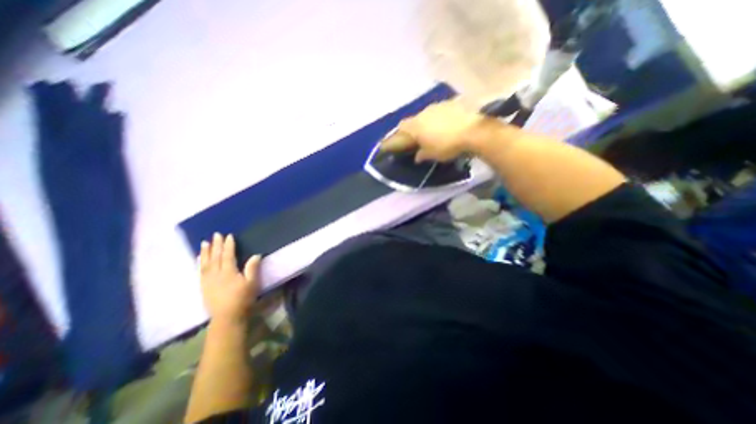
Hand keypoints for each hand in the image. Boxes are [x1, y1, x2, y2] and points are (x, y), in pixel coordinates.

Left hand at [198, 234, 263, 322]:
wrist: (227, 317)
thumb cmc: (243, 299)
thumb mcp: (252, 283)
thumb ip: (252, 268)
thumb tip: (256, 255)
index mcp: (228, 272)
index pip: (228, 255)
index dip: (228, 245)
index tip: (229, 236)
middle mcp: (216, 274)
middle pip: (215, 257)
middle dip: (216, 245)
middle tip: (216, 234)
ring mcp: (208, 281)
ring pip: (205, 263)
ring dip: (205, 252)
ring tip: (204, 243)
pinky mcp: (203, 287)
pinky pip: (200, 271)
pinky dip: (199, 263)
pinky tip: (199, 259)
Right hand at [382, 99, 486, 160]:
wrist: (473, 131)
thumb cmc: (447, 145)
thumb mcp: (432, 155)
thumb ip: (422, 155)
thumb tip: (417, 157)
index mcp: (416, 126)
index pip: (401, 129)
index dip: (397, 135)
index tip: (397, 141)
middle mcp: (423, 113)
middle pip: (413, 120)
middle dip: (413, 128)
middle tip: (416, 137)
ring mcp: (437, 106)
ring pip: (426, 114)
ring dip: (426, 122)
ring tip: (433, 130)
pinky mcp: (451, 103)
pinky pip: (440, 110)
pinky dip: (439, 117)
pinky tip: (446, 124)